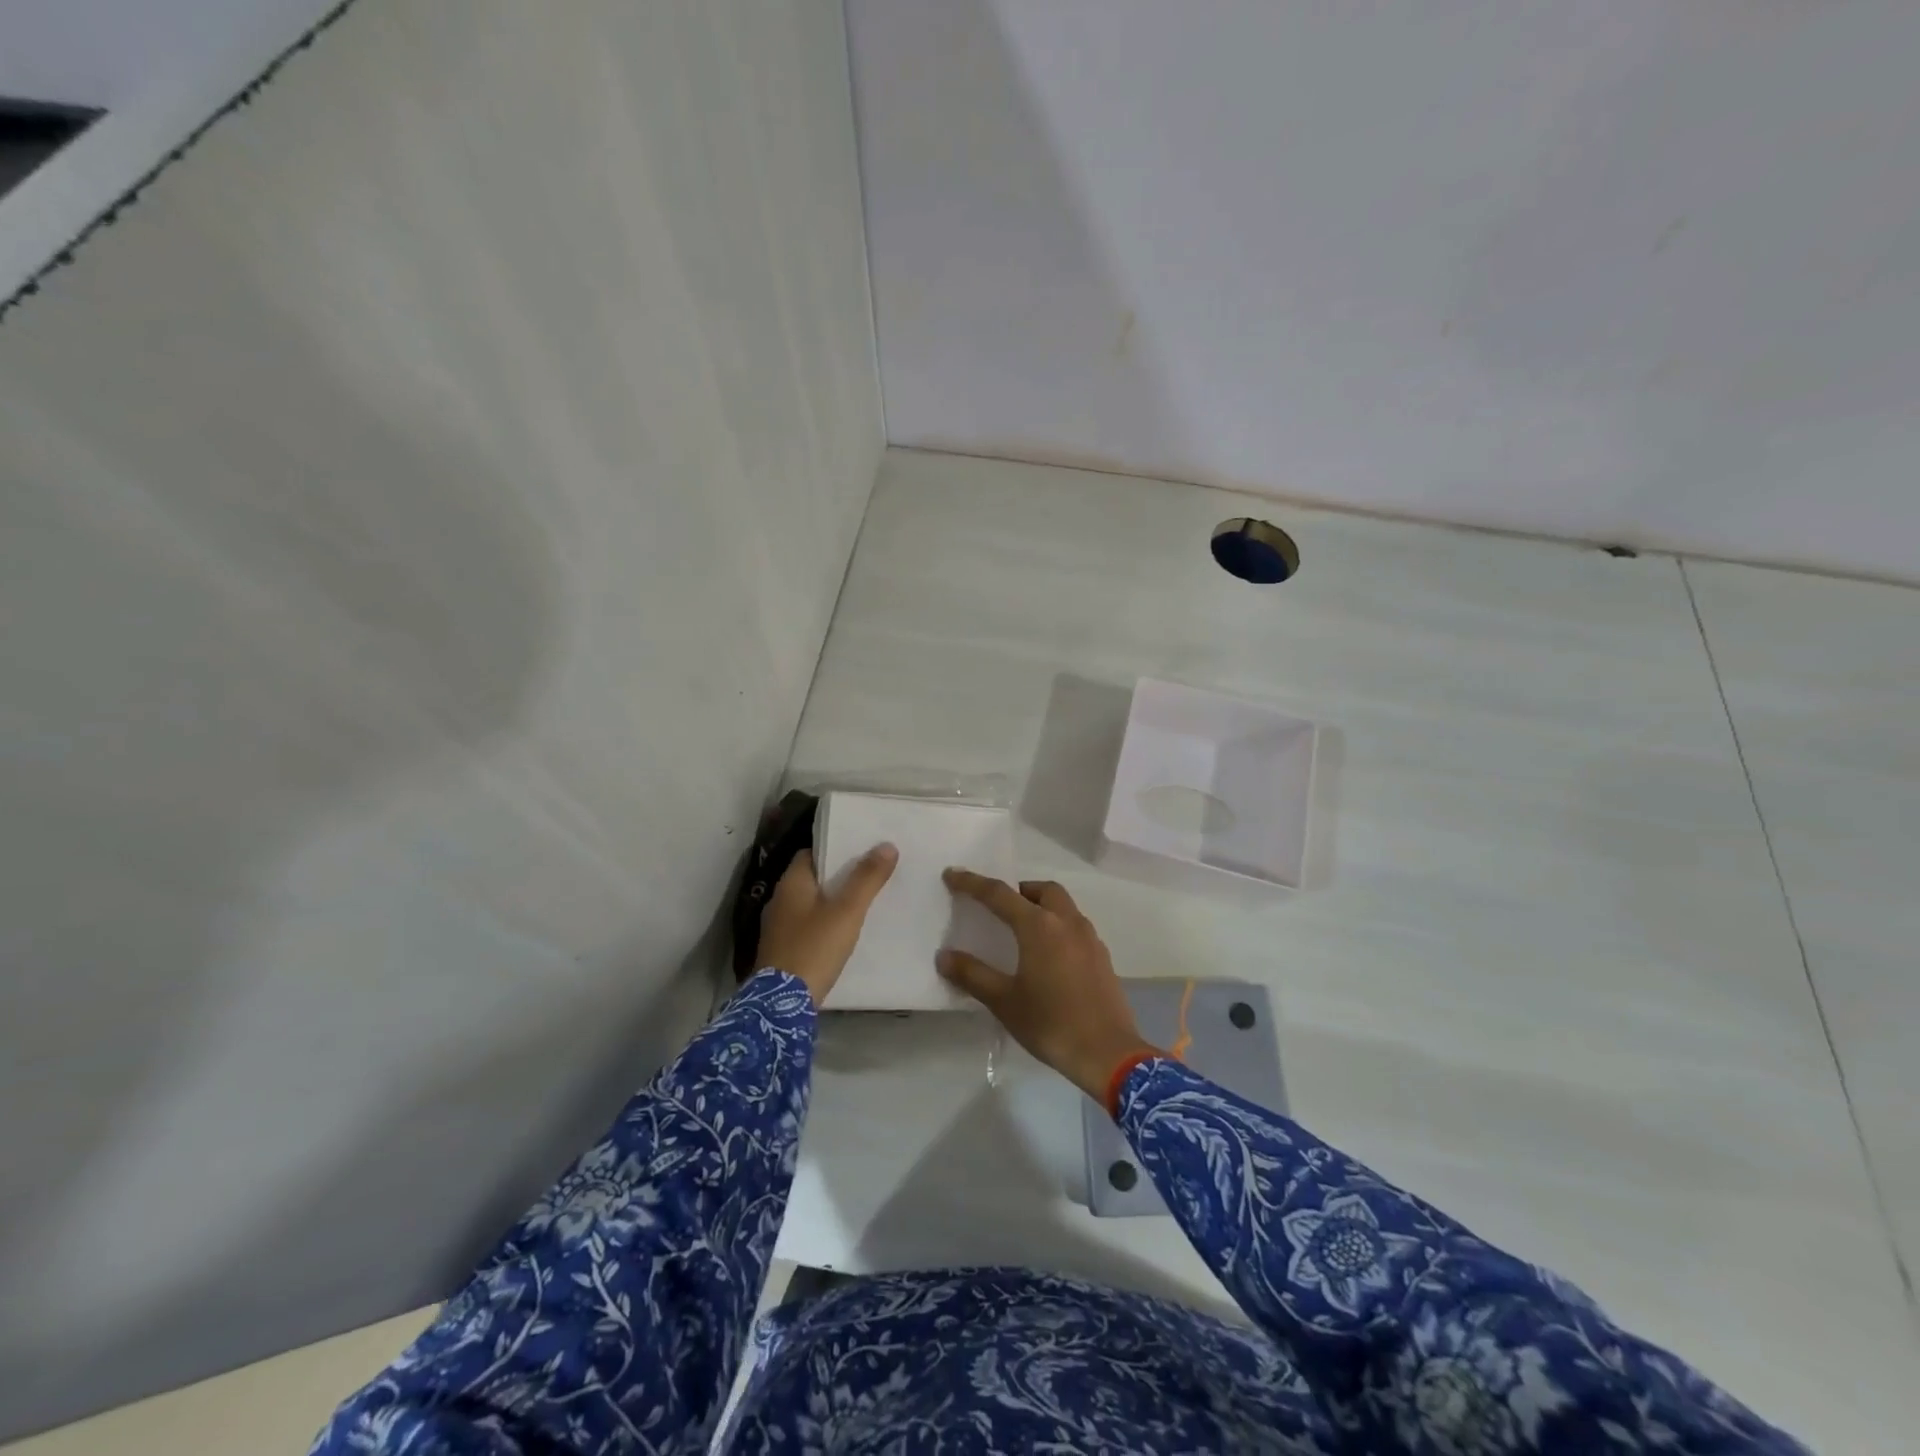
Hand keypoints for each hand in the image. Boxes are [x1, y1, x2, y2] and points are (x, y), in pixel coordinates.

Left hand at [757, 844, 896, 1005]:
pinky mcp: (782, 950)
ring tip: (863, 901)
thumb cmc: (814, 948)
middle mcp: (780, 900)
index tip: (861, 850)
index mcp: (791, 884)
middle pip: (813, 878)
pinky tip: (844, 931)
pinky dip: (825, 923)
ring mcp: (778, 928)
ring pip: (811, 904)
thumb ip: (867, 879)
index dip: (835, 850)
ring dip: (832, 901)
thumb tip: (887, 845)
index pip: (811, 853)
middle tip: (870, 873)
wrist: (782, 1004)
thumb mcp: (847, 912)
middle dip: (838, 876)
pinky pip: (807, 926)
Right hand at [938, 870, 1160, 1099]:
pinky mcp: (1102, 957)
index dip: (973, 883)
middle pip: (1042, 890)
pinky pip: (1076, 927)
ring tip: (1023, 931)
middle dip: (1019, 890)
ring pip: (1064, 906)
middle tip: (1000, 908)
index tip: (952, 874)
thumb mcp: (1004, 1001)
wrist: (1107, 1053)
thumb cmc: (1050, 1023)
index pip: (1000, 894)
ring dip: (1042, 907)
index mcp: (1039, 926)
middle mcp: (1067, 922)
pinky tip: (1049, 957)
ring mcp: (1089, 938)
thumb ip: (972, 975)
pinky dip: (1058, 928)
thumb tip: (944, 956)